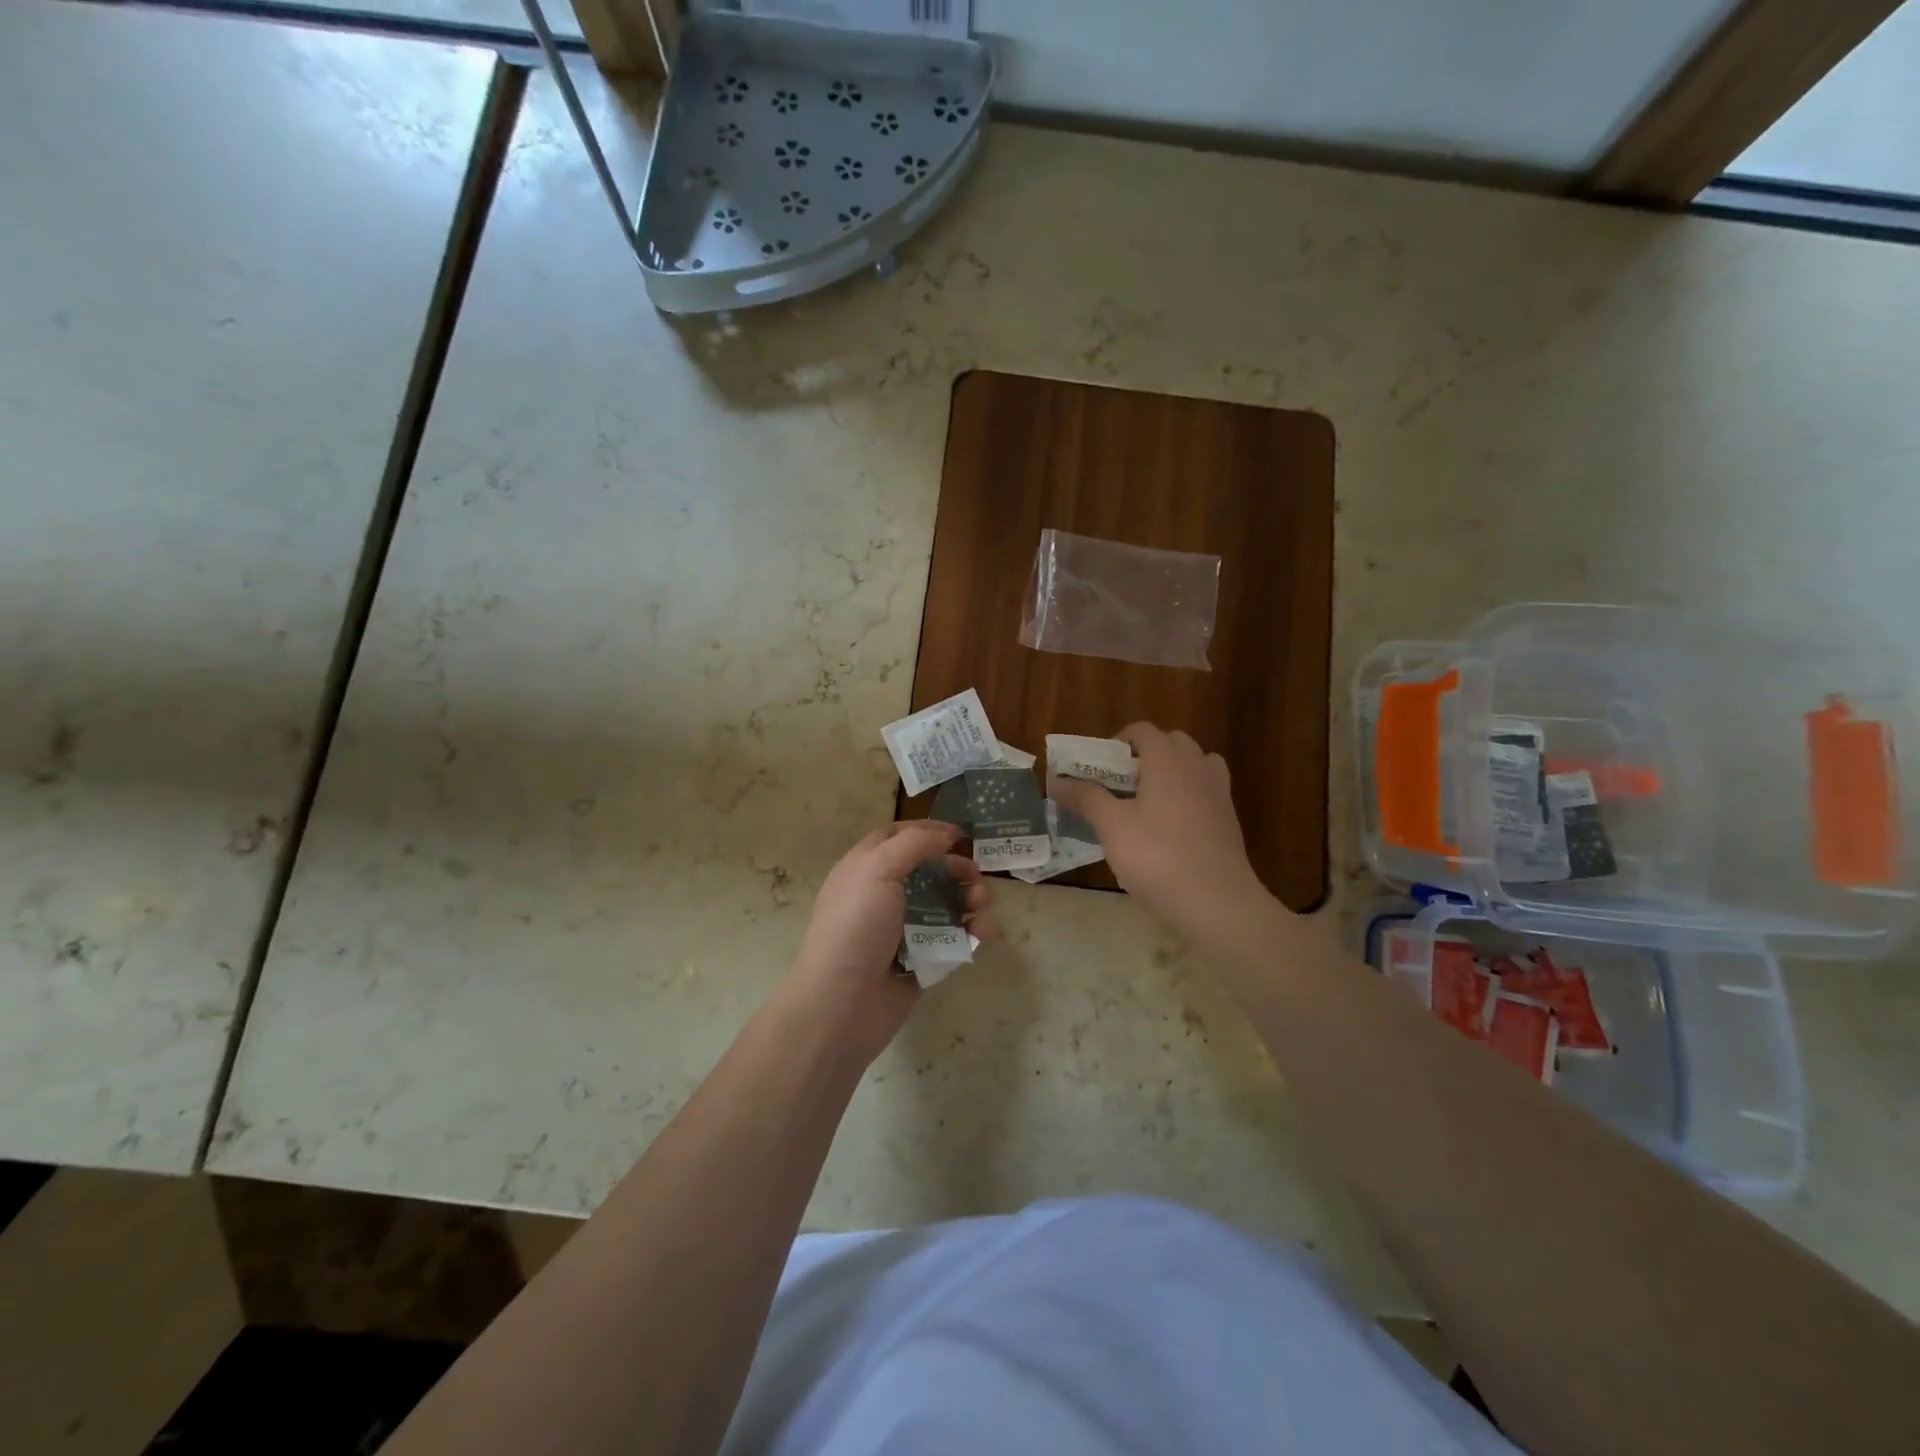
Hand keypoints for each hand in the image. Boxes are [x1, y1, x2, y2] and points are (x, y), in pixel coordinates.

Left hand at [786, 820, 994, 1061]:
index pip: (897, 837)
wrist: (842, 1005)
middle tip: (976, 875)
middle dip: (956, 869)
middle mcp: (881, 896)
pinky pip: (951, 940)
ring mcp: (901, 930)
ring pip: (944, 905)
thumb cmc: (856, 927)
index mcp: (864, 869)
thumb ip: (914, 844)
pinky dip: (971, 933)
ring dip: (969, 900)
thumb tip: (946, 834)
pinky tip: (984, 934)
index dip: (928, 832)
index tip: (961, 835)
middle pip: (927, 871)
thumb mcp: (878, 870)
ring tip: (981, 907)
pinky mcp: (920, 961)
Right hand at [1051, 723, 1269, 937]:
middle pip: (1170, 743)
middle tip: (1120, 784)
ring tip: (1147, 801)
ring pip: (1193, 765)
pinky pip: (1205, 791)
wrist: (1216, 901)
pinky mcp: (1228, 819)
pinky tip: (1170, 826)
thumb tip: (1057, 782)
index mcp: (1167, 759)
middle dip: (1144, 755)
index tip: (1098, 767)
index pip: (1142, 730)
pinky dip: (1188, 796)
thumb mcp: (1112, 826)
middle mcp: (1196, 766)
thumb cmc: (1157, 856)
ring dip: (1170, 772)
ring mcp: (1218, 791)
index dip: (1117, 742)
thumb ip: (1085, 798)